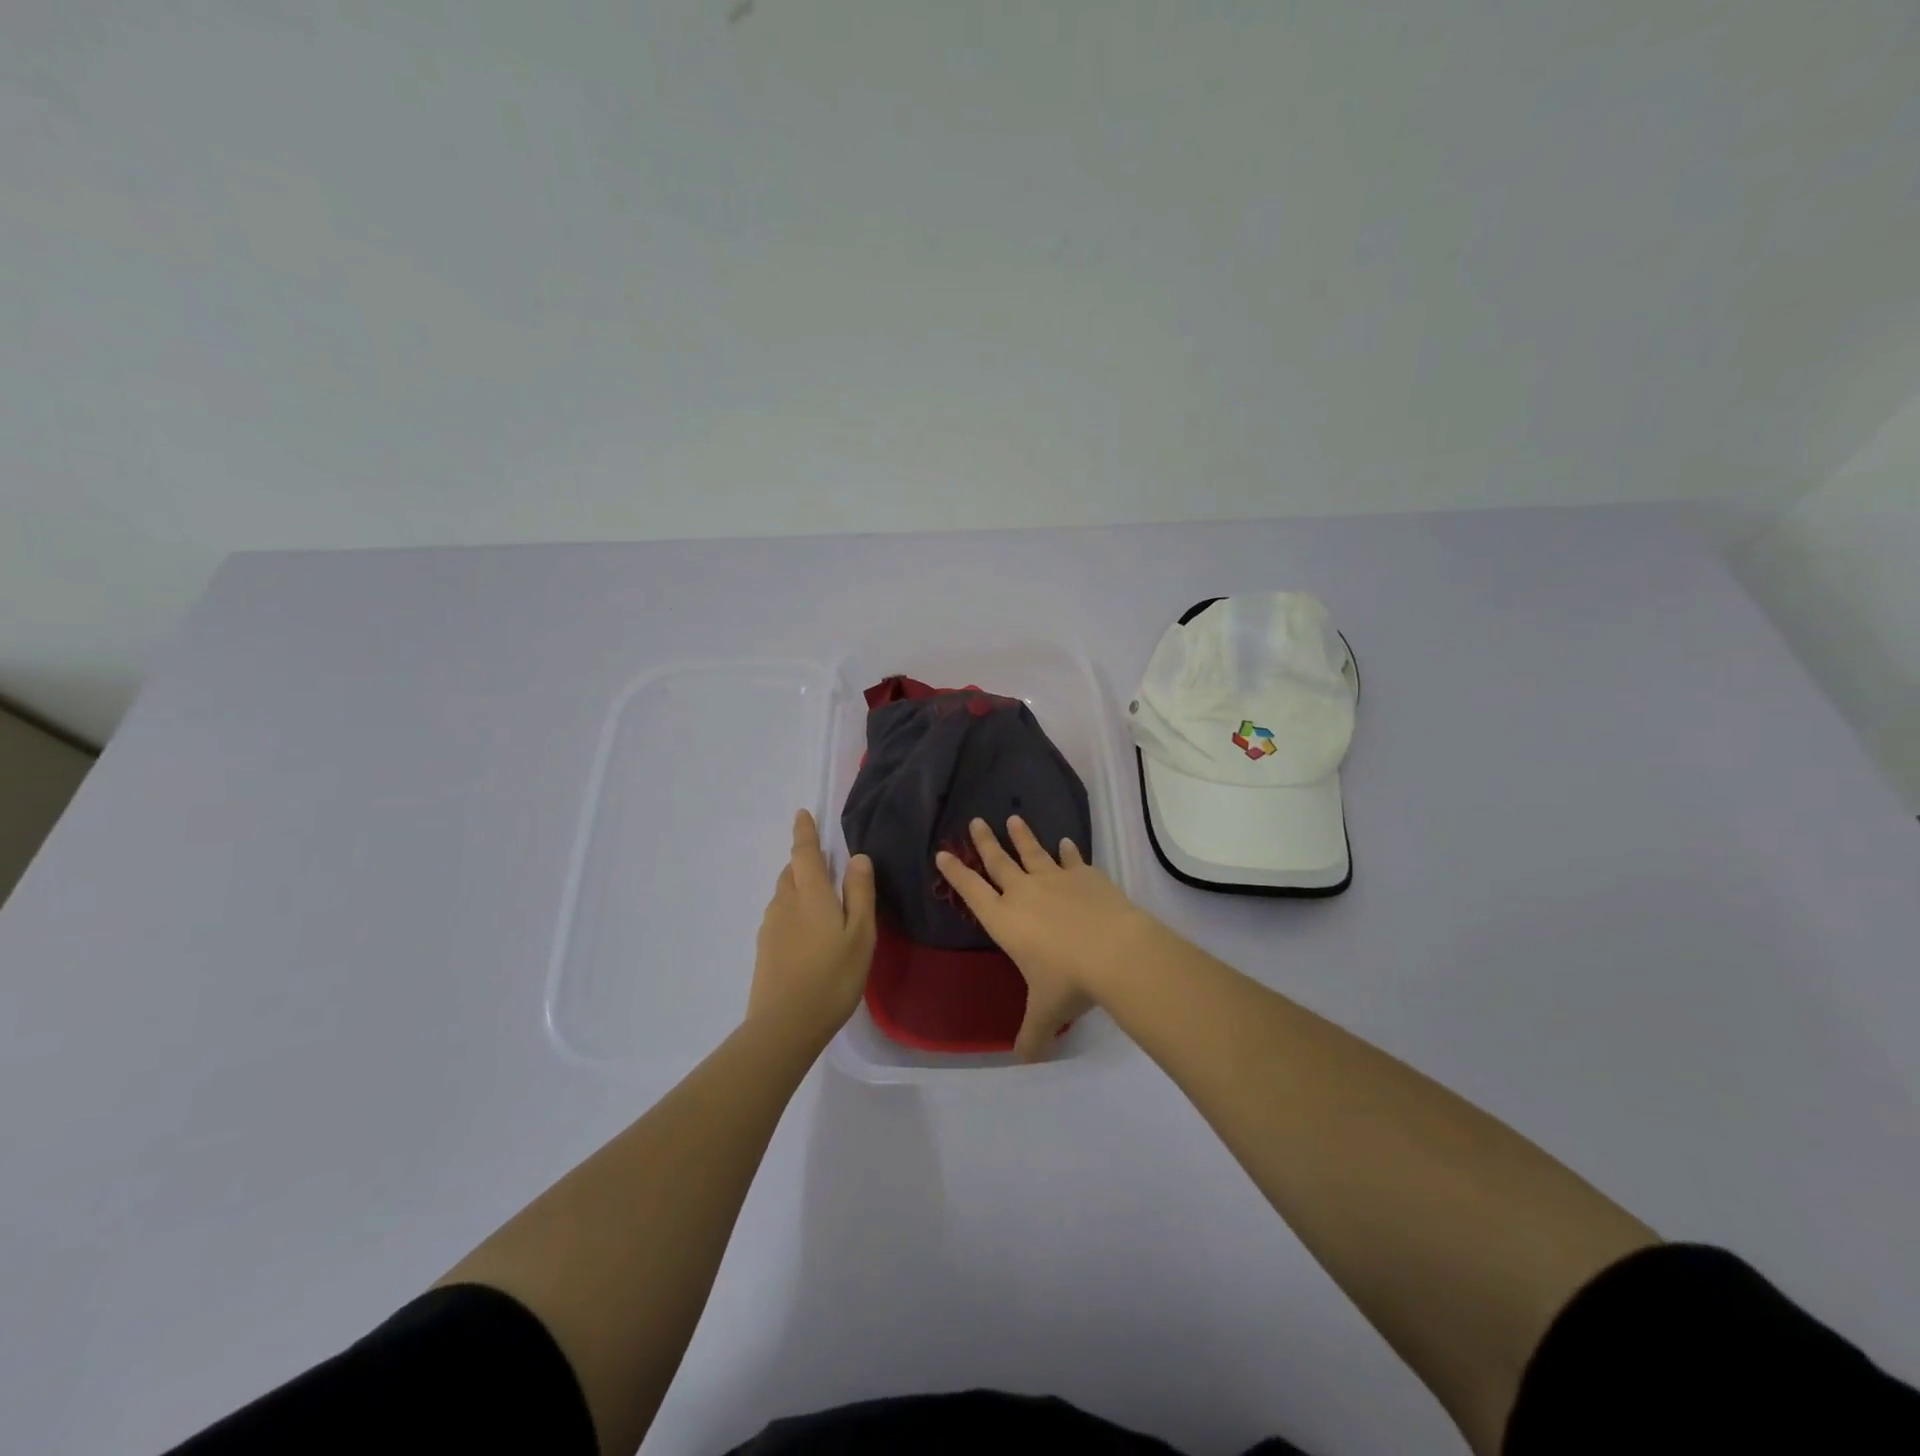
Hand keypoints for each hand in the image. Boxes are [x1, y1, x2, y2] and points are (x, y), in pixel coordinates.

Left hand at [750, 810, 876, 1043]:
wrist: (784, 1025)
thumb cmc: (832, 977)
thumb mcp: (860, 934)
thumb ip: (860, 893)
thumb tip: (857, 857)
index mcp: (810, 894)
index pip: (805, 853)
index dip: (804, 832)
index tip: (802, 814)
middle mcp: (785, 903)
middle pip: (792, 872)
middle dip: (804, 862)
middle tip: (824, 865)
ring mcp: (771, 927)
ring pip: (785, 895)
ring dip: (799, 888)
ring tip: (821, 902)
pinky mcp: (765, 949)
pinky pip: (781, 916)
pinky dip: (794, 911)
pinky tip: (808, 934)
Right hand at [936, 815, 1158, 1060]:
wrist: (1114, 951)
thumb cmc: (1069, 981)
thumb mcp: (1045, 1013)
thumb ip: (1032, 1035)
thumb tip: (1024, 1062)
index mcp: (1005, 921)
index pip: (972, 892)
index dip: (957, 873)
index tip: (943, 853)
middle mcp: (1024, 893)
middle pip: (998, 862)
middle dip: (984, 842)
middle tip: (975, 821)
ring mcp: (1056, 879)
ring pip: (1033, 852)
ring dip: (1022, 837)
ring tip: (1013, 818)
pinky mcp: (1085, 875)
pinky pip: (1072, 859)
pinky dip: (1068, 851)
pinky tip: (1066, 842)